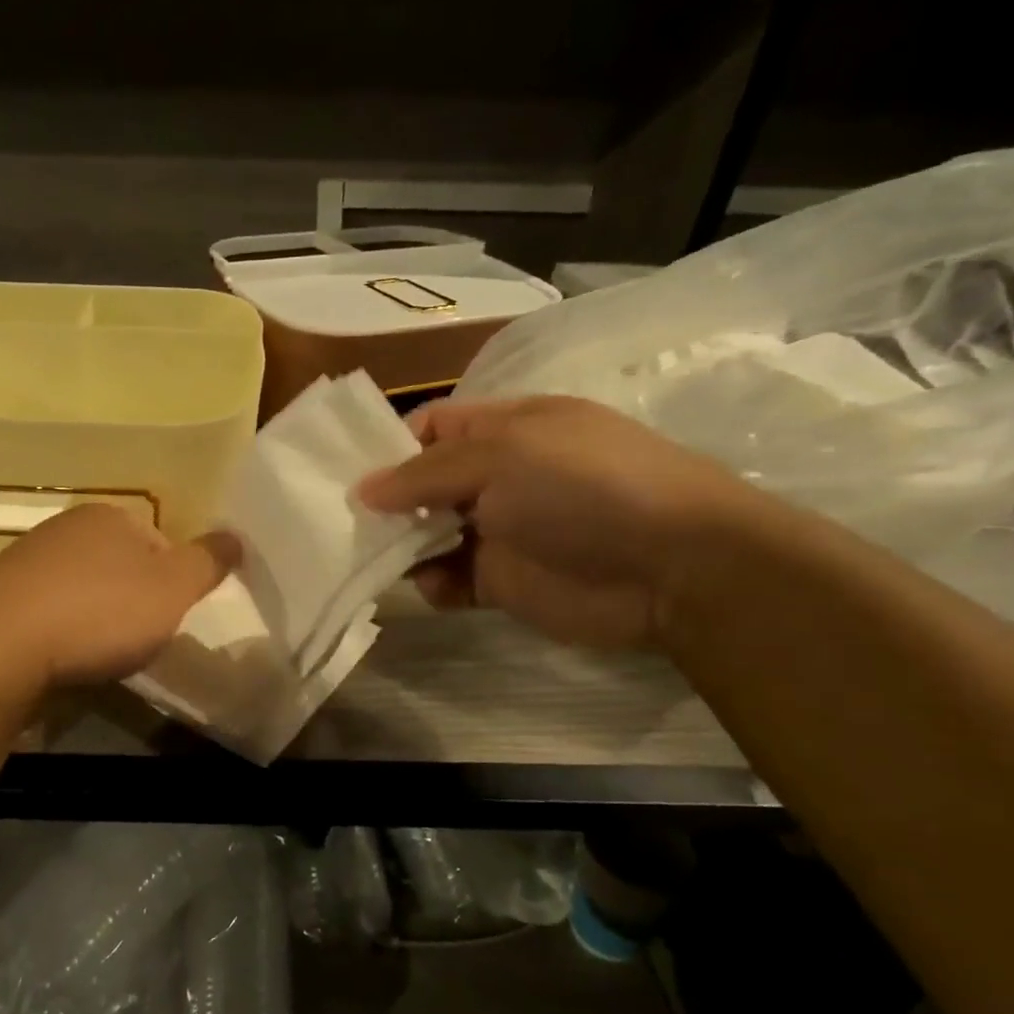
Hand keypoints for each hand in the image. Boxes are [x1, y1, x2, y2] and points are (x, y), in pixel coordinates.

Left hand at [0, 503, 239, 688]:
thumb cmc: (99, 612)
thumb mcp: (172, 590)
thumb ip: (208, 562)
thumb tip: (237, 536)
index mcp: (110, 515)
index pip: (158, 540)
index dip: (172, 580)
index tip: (168, 616)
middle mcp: (65, 526)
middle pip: (118, 562)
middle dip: (131, 596)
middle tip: (137, 636)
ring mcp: (25, 559)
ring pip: (81, 585)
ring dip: (94, 613)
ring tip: (98, 651)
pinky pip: (46, 608)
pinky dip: (60, 628)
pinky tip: (60, 654)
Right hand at [358, 396, 774, 648]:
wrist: (672, 568)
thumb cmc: (583, 489)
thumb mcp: (502, 457)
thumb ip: (424, 474)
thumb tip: (362, 490)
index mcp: (503, 429)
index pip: (431, 426)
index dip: (389, 445)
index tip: (348, 474)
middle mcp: (497, 476)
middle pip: (422, 484)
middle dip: (385, 503)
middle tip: (342, 523)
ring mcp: (499, 529)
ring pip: (428, 534)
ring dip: (400, 547)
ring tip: (373, 559)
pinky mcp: (502, 580)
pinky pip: (450, 579)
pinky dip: (432, 584)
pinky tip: (433, 586)